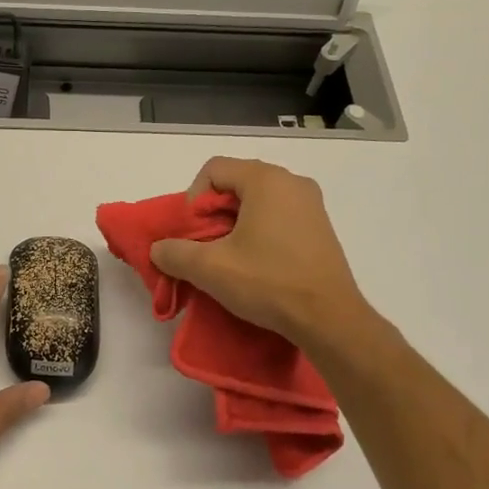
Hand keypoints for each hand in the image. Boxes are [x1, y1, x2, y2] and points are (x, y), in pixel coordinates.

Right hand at [148, 158, 379, 349]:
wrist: (329, 319)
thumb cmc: (268, 282)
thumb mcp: (209, 268)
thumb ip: (174, 253)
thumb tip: (159, 249)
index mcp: (266, 180)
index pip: (213, 170)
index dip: (193, 199)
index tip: (193, 233)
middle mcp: (292, 182)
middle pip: (235, 184)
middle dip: (212, 215)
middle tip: (205, 248)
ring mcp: (311, 205)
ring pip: (256, 203)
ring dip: (234, 226)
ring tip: (228, 260)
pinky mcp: (320, 229)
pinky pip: (278, 218)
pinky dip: (258, 234)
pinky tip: (255, 266)